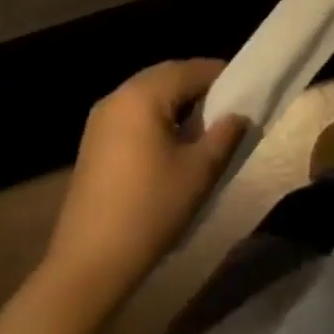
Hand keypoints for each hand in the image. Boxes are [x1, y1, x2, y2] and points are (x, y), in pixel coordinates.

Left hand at [43, 60, 246, 307]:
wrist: (88, 264)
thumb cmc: (149, 211)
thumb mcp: (199, 172)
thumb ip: (224, 135)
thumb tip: (238, 115)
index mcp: (144, 94)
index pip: (190, 69)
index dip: (221, 76)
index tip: (245, 90)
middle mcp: (118, 95)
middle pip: (167, 76)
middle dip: (198, 86)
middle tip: (227, 106)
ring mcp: (101, 118)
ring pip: (148, 93)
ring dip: (176, 101)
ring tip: (203, 126)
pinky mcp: (93, 141)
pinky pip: (132, 112)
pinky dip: (156, 116)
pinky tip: (171, 143)